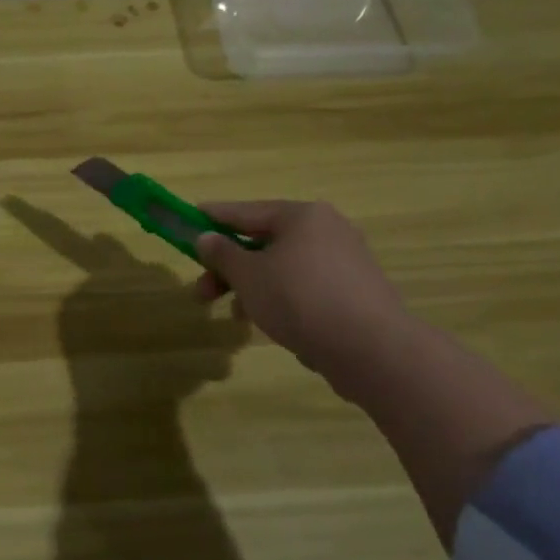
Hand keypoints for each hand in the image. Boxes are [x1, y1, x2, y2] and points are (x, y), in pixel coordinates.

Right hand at [192, 200, 409, 382]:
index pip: (246, 211)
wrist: (370, 348)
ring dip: (252, 286)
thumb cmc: (299, 298)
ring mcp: (345, 262)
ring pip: (282, 267)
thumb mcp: (248, 275)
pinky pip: (304, 286)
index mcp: (302, 216)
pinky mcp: (354, 292)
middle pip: (263, 242)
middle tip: (202, 290)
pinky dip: (280, 298)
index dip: (213, 217)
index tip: (189, 219)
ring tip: (235, 315)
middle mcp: (327, 230)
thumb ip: (222, 254)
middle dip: (229, 267)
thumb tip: (205, 238)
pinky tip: (268, 323)